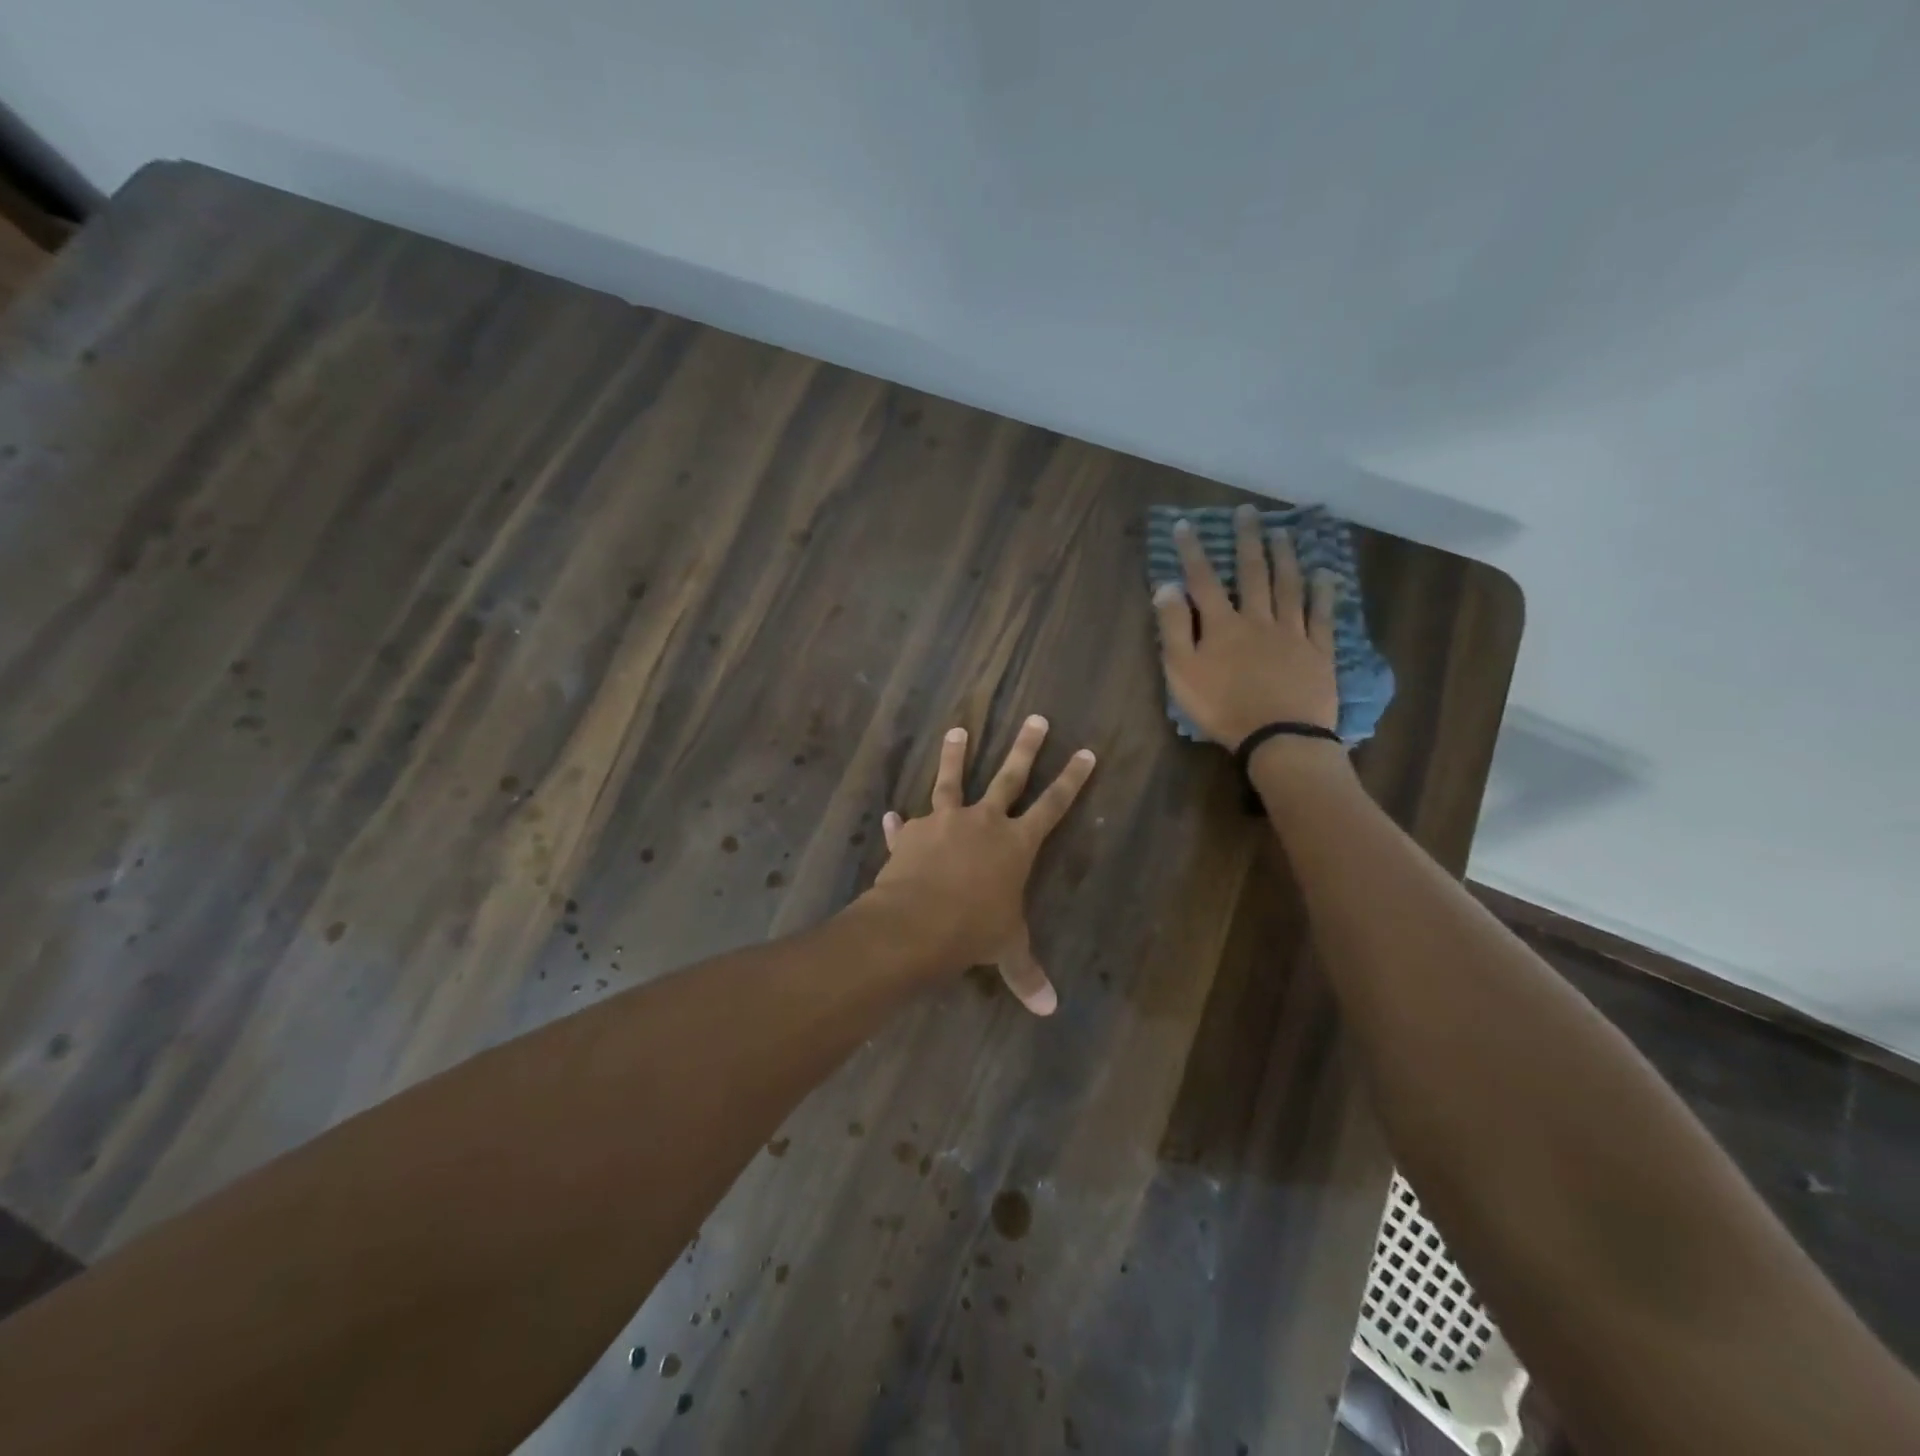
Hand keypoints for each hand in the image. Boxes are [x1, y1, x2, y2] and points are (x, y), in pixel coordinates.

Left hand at [870, 715, 1096, 1014]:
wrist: (915, 922)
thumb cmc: (973, 930)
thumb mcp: (1005, 949)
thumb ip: (1026, 973)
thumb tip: (1049, 1009)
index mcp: (1015, 843)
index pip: (1053, 805)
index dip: (1071, 779)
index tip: (1084, 751)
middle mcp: (982, 821)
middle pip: (1009, 776)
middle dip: (1025, 747)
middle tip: (1036, 718)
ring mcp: (943, 821)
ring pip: (952, 779)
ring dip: (955, 755)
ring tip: (958, 730)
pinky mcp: (910, 833)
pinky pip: (906, 825)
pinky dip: (899, 824)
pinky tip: (890, 816)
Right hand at [1155, 505, 1340, 747]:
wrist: (1278, 736)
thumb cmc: (1222, 708)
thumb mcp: (1182, 672)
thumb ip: (1173, 628)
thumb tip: (1167, 587)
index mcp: (1222, 625)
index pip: (1203, 580)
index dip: (1193, 551)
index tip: (1186, 525)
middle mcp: (1258, 618)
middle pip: (1253, 573)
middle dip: (1248, 540)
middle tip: (1248, 512)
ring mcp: (1292, 632)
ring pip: (1289, 586)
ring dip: (1285, 556)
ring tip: (1284, 532)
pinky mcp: (1318, 650)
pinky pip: (1322, 614)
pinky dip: (1323, 592)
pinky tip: (1324, 574)